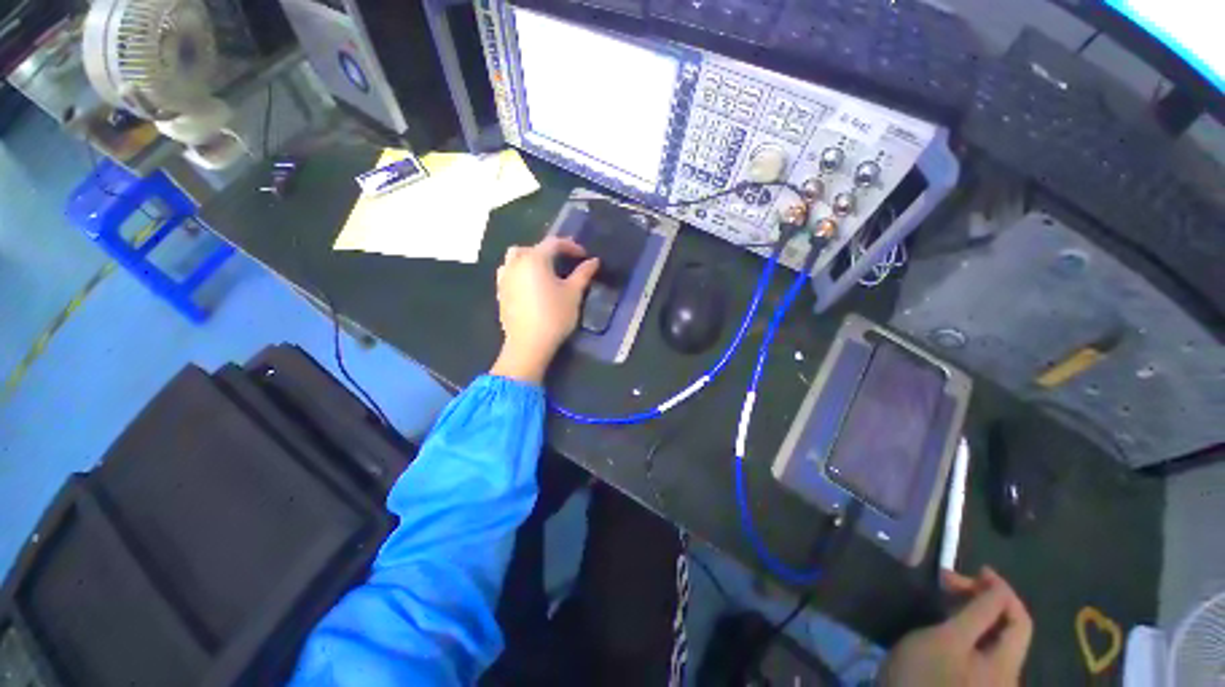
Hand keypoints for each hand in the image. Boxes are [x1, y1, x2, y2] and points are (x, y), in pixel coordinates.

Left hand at [491, 237, 598, 383]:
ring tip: (545, 271)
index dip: (571, 246)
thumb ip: (583, 274)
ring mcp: (504, 277)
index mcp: (535, 259)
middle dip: (549, 251)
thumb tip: (594, 261)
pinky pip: (509, 272)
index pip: (553, 243)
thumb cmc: (554, 316)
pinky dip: (520, 271)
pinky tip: (530, 284)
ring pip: (516, 258)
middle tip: (564, 262)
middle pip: (532, 248)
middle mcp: (516, 263)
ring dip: (531, 258)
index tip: (584, 255)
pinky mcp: (500, 292)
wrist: (528, 344)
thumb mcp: (573, 294)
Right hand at [879, 567, 1031, 686]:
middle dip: (983, 600)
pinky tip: (949, 622)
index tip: (977, 569)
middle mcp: (1007, 676)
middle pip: (1009, 630)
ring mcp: (991, 682)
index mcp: (1007, 666)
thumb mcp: (947, 639)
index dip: (1002, 591)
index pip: (1020, 620)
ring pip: (994, 638)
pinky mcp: (974, 683)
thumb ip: (977, 613)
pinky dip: (968, 628)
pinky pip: (982, 649)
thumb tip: (996, 587)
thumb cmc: (925, 675)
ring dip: (974, 613)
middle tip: (949, 582)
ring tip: (947, 599)